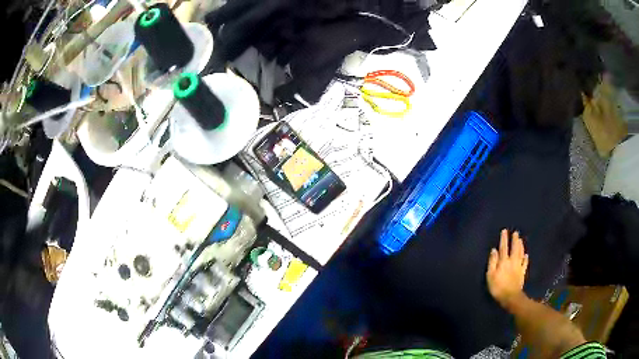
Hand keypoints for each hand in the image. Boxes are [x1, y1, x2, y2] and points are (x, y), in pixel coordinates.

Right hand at [486, 229, 528, 308]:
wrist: (510, 297)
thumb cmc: (498, 287)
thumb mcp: (490, 275)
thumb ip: (492, 262)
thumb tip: (494, 250)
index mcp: (503, 261)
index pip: (503, 248)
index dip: (504, 239)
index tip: (505, 231)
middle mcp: (512, 261)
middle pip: (514, 248)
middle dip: (514, 240)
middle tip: (516, 233)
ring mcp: (519, 266)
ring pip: (520, 253)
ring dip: (521, 246)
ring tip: (520, 240)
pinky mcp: (522, 273)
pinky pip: (525, 263)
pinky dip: (525, 258)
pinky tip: (526, 255)